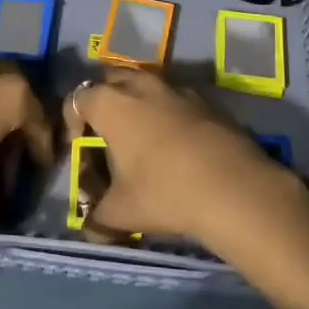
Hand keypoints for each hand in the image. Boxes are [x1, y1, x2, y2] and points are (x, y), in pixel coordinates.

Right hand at [66, 67, 295, 245]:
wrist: (236, 189)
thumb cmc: (165, 193)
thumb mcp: (121, 212)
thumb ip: (98, 218)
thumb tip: (90, 229)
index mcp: (111, 104)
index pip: (76, 99)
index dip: (71, 122)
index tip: (80, 149)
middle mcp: (140, 85)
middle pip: (110, 80)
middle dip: (103, 101)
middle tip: (108, 135)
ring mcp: (177, 89)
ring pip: (146, 84)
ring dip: (138, 103)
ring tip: (143, 138)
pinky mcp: (207, 101)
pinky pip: (176, 98)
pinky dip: (169, 113)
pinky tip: (178, 145)